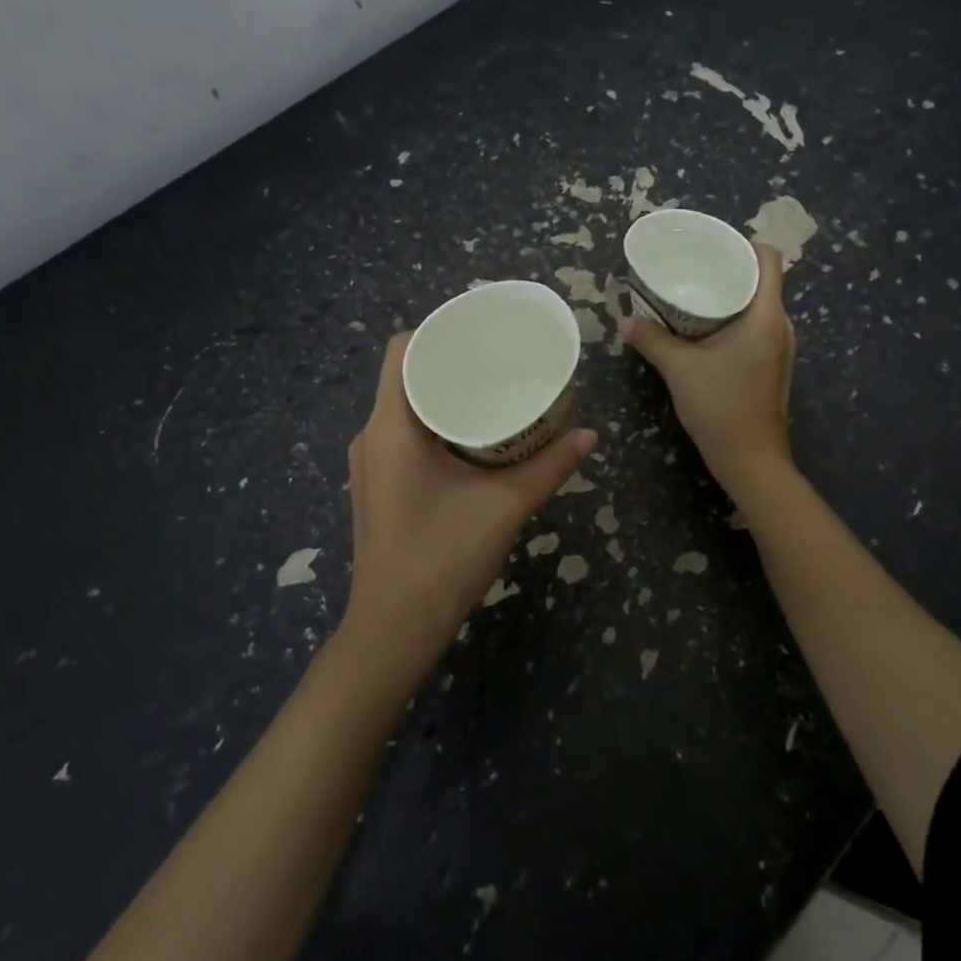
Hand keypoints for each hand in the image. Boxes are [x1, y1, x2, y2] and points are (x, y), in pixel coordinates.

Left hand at [340, 333, 597, 685]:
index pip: (402, 350)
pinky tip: (473, 439)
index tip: (481, 333)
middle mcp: (372, 436)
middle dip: (450, 364)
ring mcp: (370, 465)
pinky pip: (404, 436)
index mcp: (391, 426)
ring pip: (405, 408)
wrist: (395, 629)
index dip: (439, 331)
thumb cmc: (443, 557)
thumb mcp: (505, 505)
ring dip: (444, 397)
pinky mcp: (378, 487)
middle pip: (406, 376)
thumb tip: (590, 434)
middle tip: (499, 361)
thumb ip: (550, 466)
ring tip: (492, 393)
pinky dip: (436, 426)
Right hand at [621, 242, 794, 495]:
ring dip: (731, 298)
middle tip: (694, 268)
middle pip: (763, 281)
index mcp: (766, 316)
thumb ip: (652, 340)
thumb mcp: (679, 369)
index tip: (713, 245)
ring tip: (696, 295)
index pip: (770, 259)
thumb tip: (625, 321)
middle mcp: (780, 326)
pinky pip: (756, 328)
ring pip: (759, 306)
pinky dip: (734, 321)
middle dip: (730, 270)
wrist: (751, 460)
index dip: (745, 244)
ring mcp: (780, 348)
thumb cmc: (721, 407)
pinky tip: (705, 331)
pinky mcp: (773, 367)